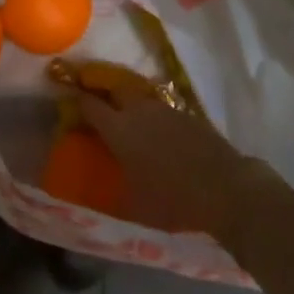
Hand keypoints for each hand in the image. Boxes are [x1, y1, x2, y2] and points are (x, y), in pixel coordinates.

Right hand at [76, 88, 253, 240]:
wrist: (224, 188)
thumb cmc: (172, 200)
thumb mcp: (134, 205)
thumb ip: (114, 190)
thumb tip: (99, 191)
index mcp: (119, 128)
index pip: (90, 105)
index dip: (78, 101)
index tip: (69, 102)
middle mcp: (138, 110)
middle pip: (114, 88)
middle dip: (103, 91)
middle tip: (97, 101)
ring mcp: (164, 109)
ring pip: (139, 97)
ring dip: (129, 102)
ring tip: (127, 118)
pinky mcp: (187, 114)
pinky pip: (161, 108)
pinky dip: (153, 115)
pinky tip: (157, 131)